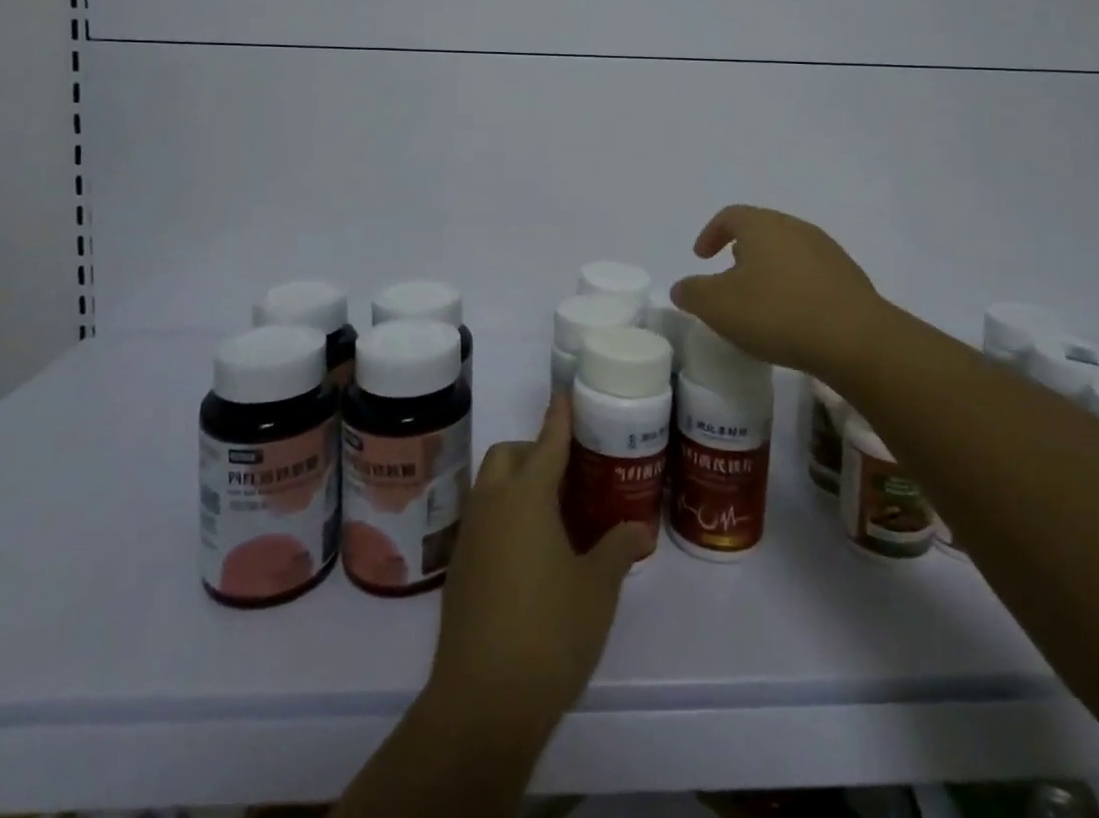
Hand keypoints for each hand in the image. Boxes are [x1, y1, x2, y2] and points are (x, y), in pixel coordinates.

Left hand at [425, 396, 649, 736]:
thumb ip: (618, 549)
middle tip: (568, 473)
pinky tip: (530, 553)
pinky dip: (505, 517)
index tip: (565, 395)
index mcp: (527, 496)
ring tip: (554, 513)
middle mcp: (493, 505)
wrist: (482, 703)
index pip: (546, 442)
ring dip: (517, 484)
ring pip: (491, 487)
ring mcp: (471, 537)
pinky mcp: (459, 570)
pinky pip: (483, 521)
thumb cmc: (548, 631)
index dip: (559, 417)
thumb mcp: (597, 588)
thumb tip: (639, 529)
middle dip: (533, 451)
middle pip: (507, 456)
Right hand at [671, 204, 888, 375]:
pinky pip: (812, 274)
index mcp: (762, 226)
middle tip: (729, 277)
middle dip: (742, 250)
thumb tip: (681, 287)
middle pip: (762, 230)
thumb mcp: (718, 306)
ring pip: (788, 251)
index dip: (711, 233)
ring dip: (770, 269)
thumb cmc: (776, 313)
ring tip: (760, 300)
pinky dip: (795, 287)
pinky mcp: (849, 278)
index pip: (731, 216)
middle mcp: (796, 228)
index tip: (701, 257)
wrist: (855, 339)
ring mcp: (827, 251)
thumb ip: (693, 293)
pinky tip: (793, 317)